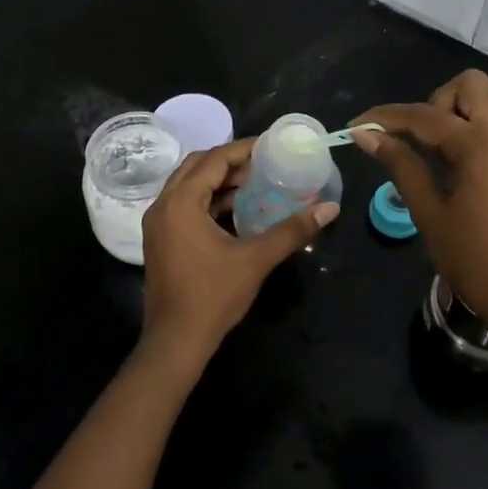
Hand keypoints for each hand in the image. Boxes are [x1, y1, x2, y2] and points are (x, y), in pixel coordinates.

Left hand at [139, 138, 339, 371]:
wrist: (175, 341)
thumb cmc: (213, 296)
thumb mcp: (256, 259)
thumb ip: (292, 230)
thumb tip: (330, 209)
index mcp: (181, 202)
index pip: (214, 159)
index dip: (243, 149)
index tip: (271, 146)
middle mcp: (163, 204)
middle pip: (197, 166)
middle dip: (229, 161)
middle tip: (262, 163)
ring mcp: (157, 223)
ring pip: (187, 185)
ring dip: (217, 180)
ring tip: (253, 183)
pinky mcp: (160, 239)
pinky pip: (183, 204)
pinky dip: (207, 199)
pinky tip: (234, 210)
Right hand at [354, 70, 487, 349]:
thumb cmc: (476, 260)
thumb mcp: (430, 213)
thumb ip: (401, 165)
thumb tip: (366, 135)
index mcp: (480, 144)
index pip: (424, 115)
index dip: (385, 117)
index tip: (357, 126)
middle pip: (471, 85)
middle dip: (437, 102)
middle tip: (420, 139)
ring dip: (464, 109)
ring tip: (444, 148)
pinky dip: (483, 126)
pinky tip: (467, 164)